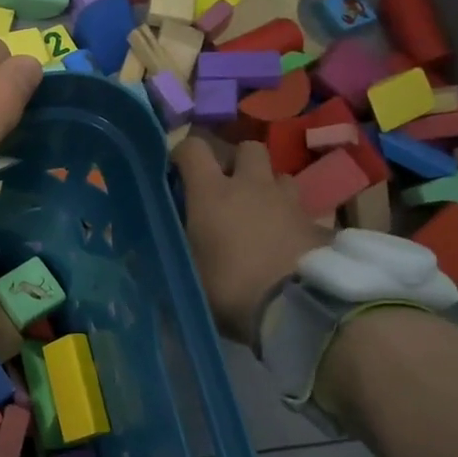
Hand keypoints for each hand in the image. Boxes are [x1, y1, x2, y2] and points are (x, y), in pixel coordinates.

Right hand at [175, 137, 331, 340]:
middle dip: (236, 162)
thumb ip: (168, 256)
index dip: (182, 154)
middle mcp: (251, 185)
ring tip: (257, 212)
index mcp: (212, 192)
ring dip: (266, 187)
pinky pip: (300, 209)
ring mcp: (288, 201)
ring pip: (278, 175)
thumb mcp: (186, 275)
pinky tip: (283, 241)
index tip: (175, 172)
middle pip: (247, 149)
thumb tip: (140, 257)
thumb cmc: (229, 286)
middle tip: (225, 188)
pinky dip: (289, 218)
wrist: (297, 308)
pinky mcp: (317, 223)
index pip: (193, 148)